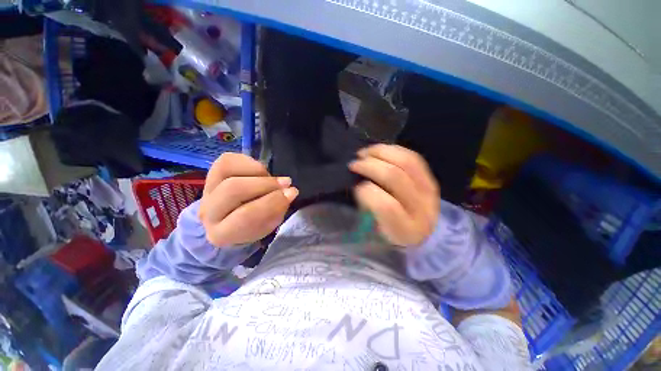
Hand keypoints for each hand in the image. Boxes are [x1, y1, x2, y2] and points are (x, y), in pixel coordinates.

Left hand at [198, 153, 298, 246]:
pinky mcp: (211, 172)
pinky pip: (228, 160)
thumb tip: (289, 191)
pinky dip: (250, 163)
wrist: (231, 218)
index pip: (245, 217)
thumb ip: (278, 210)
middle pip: (234, 189)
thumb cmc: (254, 224)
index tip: (291, 193)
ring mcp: (207, 189)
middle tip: (286, 183)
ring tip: (272, 179)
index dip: (272, 202)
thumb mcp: (269, 225)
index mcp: (222, 234)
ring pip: (229, 170)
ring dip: (259, 173)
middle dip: (266, 184)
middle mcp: (208, 212)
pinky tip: (261, 172)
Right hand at [349, 144, 439, 246]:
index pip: (387, 206)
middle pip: (395, 177)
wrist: (422, 232)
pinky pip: (412, 156)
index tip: (355, 186)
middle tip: (354, 164)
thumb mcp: (376, 231)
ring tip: (364, 153)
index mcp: (405, 230)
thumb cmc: (392, 234)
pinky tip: (378, 151)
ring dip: (380, 152)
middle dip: (369, 166)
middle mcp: (422, 209)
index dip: (367, 191)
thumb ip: (367, 210)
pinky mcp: (431, 177)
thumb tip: (359, 184)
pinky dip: (392, 150)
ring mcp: (430, 190)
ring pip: (405, 161)